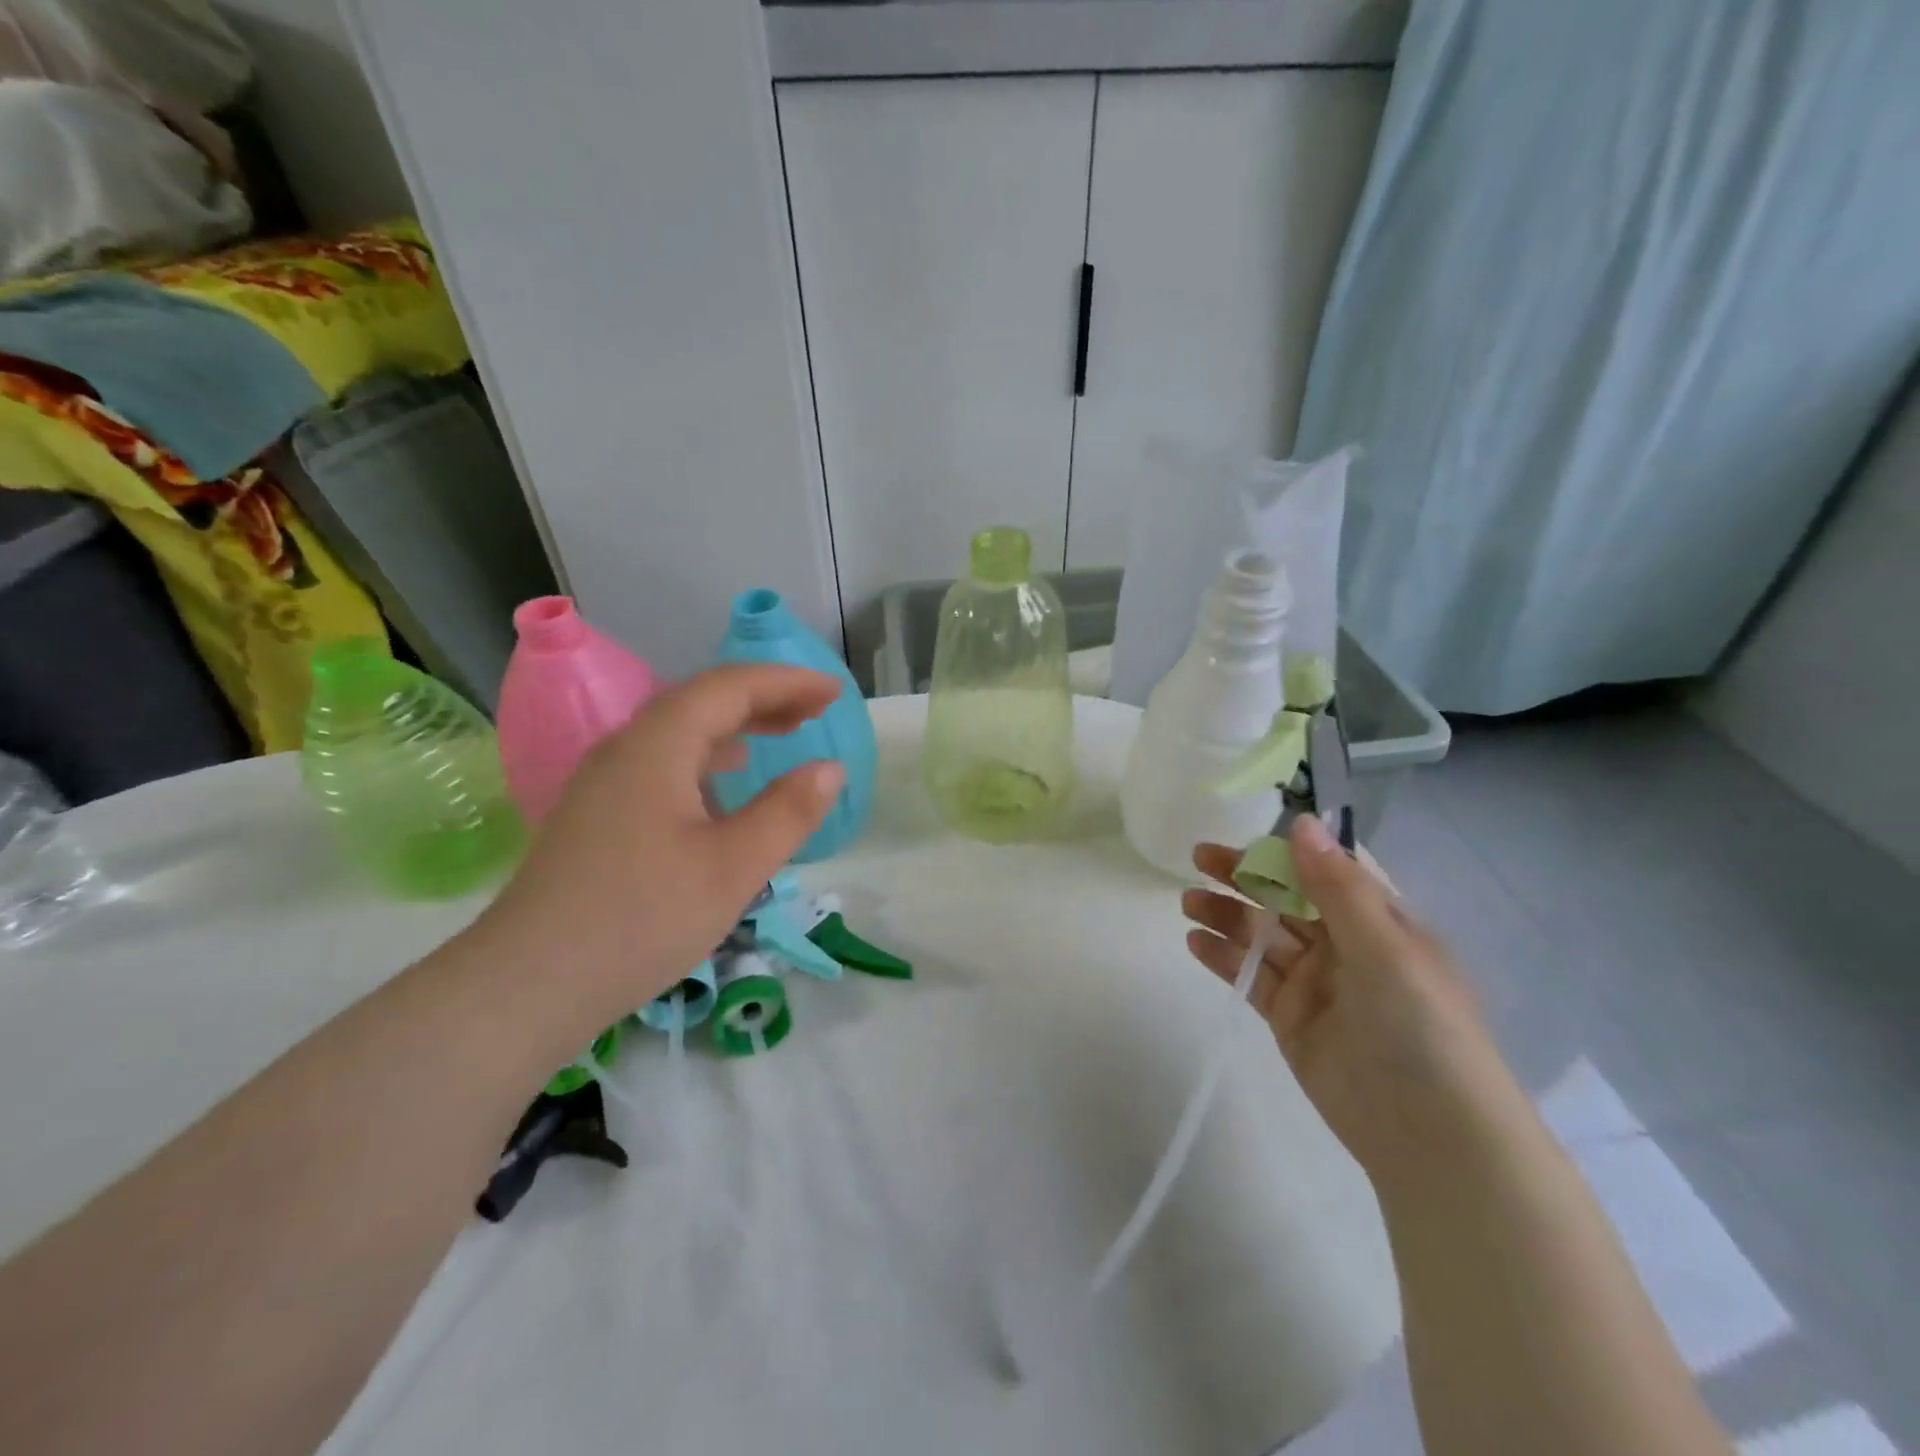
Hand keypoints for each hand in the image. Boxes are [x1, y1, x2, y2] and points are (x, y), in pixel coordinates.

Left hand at [478, 664, 844, 1030]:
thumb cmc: (642, 918)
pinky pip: (662, 763)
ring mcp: (603, 783)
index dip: (787, 682)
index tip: (834, 692)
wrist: (527, 985)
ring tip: (781, 735)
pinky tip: (722, 788)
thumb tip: (829, 768)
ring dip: (735, 726)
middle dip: (764, 698)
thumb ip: (788, 811)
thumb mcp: (734, 866)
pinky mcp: (596, 816)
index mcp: (657, 745)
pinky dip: (707, 759)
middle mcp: (625, 749)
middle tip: (816, 710)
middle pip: (702, 702)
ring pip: (679, 733)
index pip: (730, 687)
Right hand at [1181, 816, 1513, 1185]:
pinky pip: (1251, 976)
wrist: (1432, 1136)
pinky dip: (1222, 957)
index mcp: (1379, 921)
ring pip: (1262, 935)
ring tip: (1187, 901)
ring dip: (1226, 914)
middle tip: (1198, 858)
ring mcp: (1315, 983)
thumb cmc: (1421, 1027)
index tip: (1244, 838)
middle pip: (1285, 898)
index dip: (1284, 852)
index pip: (1324, 871)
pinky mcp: (1290, 1018)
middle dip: (1244, 877)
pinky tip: (1194, 941)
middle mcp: (1346, 946)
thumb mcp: (1384, 947)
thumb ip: (1336, 886)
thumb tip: (1302, 821)